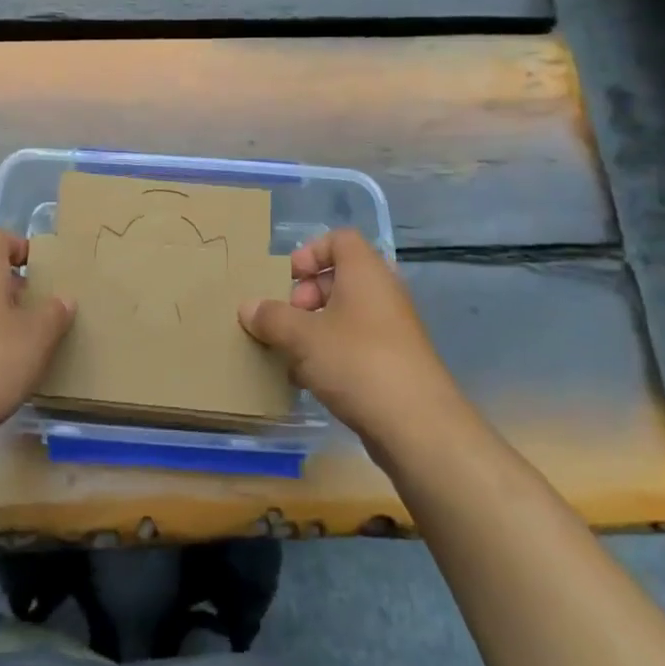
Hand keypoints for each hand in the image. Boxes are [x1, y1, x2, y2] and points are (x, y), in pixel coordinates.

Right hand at [240, 229, 465, 451]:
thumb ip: (271, 318)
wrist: (417, 425)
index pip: (339, 239)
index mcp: (365, 272)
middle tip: (287, 319)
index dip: (310, 253)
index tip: (289, 279)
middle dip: (306, 295)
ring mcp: (392, 329)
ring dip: (314, 328)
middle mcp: (382, 293)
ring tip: (290, 353)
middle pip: (340, 278)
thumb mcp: (302, 336)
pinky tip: (309, 380)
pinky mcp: (394, 363)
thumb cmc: (357, 362)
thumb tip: (247, 307)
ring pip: (346, 315)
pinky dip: (331, 354)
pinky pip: (355, 344)